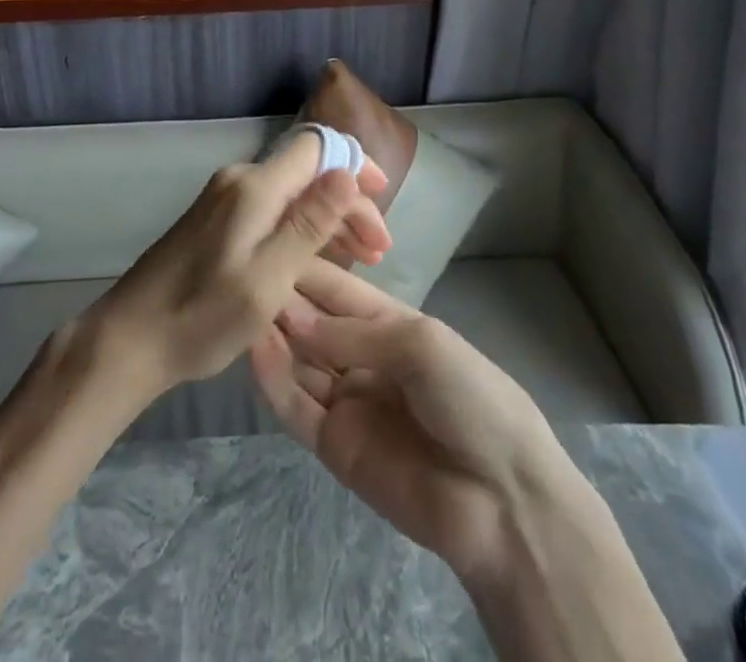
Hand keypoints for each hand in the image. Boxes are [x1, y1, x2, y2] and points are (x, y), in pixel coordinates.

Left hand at [86, 131, 391, 400]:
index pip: (317, 147)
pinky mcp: (216, 220)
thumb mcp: (266, 280)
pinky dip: (302, 227)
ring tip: (360, 259)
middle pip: (308, 171)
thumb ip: (308, 225)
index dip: (355, 164)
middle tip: (378, 251)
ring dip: (329, 217)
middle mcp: (240, 180)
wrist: (128, 339)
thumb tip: (347, 173)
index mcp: (255, 188)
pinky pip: (272, 208)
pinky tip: (317, 259)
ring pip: (292, 191)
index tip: (382, 202)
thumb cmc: (200, 317)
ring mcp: (225, 199)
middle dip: (349, 201)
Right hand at [249, 259, 574, 584]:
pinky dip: (274, 380)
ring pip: (298, 361)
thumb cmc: (472, 399)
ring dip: (273, 335)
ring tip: (241, 305)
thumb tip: (291, 313)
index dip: (305, 269)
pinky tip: (254, 350)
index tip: (267, 242)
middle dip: (283, 299)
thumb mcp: (421, 344)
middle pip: (312, 323)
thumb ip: (353, 331)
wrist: (504, 503)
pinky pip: (296, 407)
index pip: (336, 290)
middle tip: (243, 273)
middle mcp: (362, 357)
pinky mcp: (333, 446)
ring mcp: (346, 402)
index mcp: (390, 324)